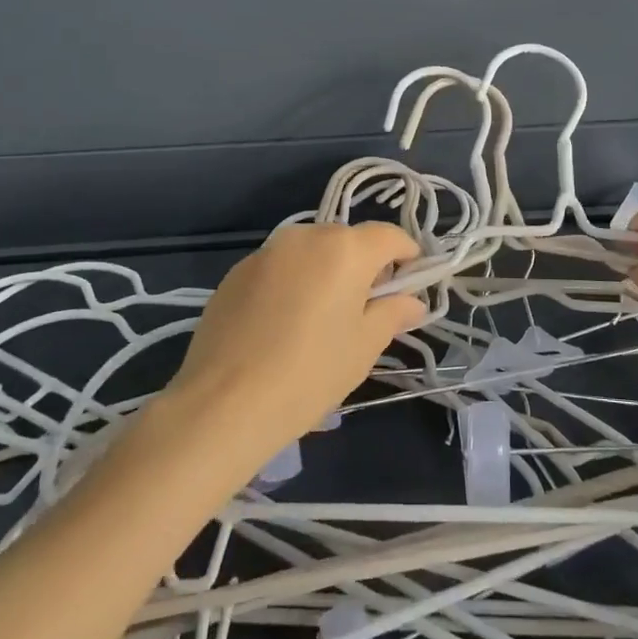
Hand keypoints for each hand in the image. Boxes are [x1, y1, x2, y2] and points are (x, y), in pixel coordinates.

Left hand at [162, 223, 425, 470]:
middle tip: (365, 309)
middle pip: (348, 240)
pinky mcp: (236, 271)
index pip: (389, 235)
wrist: (224, 403)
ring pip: (311, 252)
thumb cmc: (310, 374)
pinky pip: (279, 267)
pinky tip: (282, 325)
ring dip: (325, 272)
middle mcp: (306, 236)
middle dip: (363, 266)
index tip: (410, 283)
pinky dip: (292, 283)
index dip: (407, 255)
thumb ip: (393, 313)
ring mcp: (267, 251)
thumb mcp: (364, 347)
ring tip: (320, 318)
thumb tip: (413, 301)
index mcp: (345, 249)